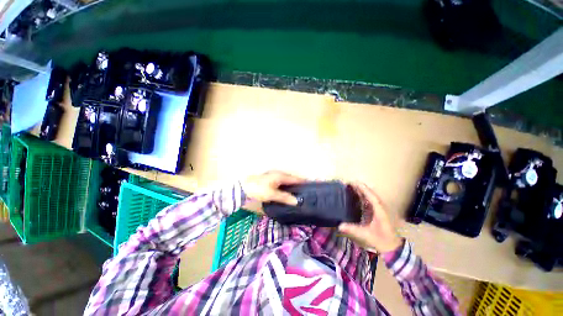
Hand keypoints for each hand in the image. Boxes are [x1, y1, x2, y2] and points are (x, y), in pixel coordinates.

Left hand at [241, 171, 305, 204]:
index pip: (295, 178)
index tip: (311, 185)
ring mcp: (274, 176)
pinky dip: (287, 186)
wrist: (243, 187)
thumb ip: (284, 197)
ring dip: (293, 185)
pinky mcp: (270, 180)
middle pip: (292, 178)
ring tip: (299, 192)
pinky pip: (282, 182)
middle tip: (306, 191)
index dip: (303, 182)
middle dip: (299, 183)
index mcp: (280, 175)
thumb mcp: (272, 194)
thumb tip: (297, 201)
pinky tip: (287, 192)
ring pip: (287, 180)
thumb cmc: (258, 189)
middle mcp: (278, 174)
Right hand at [338, 182, 402, 252]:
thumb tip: (339, 225)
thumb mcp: (367, 235)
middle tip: (350, 182)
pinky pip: (371, 201)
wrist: (392, 247)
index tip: (355, 182)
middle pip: (371, 194)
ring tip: (353, 186)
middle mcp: (381, 208)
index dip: (363, 189)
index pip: (372, 197)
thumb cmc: (381, 240)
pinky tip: (358, 195)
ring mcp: (380, 210)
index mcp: (380, 211)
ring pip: (371, 197)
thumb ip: (353, 229)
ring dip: (363, 191)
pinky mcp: (378, 212)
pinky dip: (364, 196)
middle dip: (362, 187)